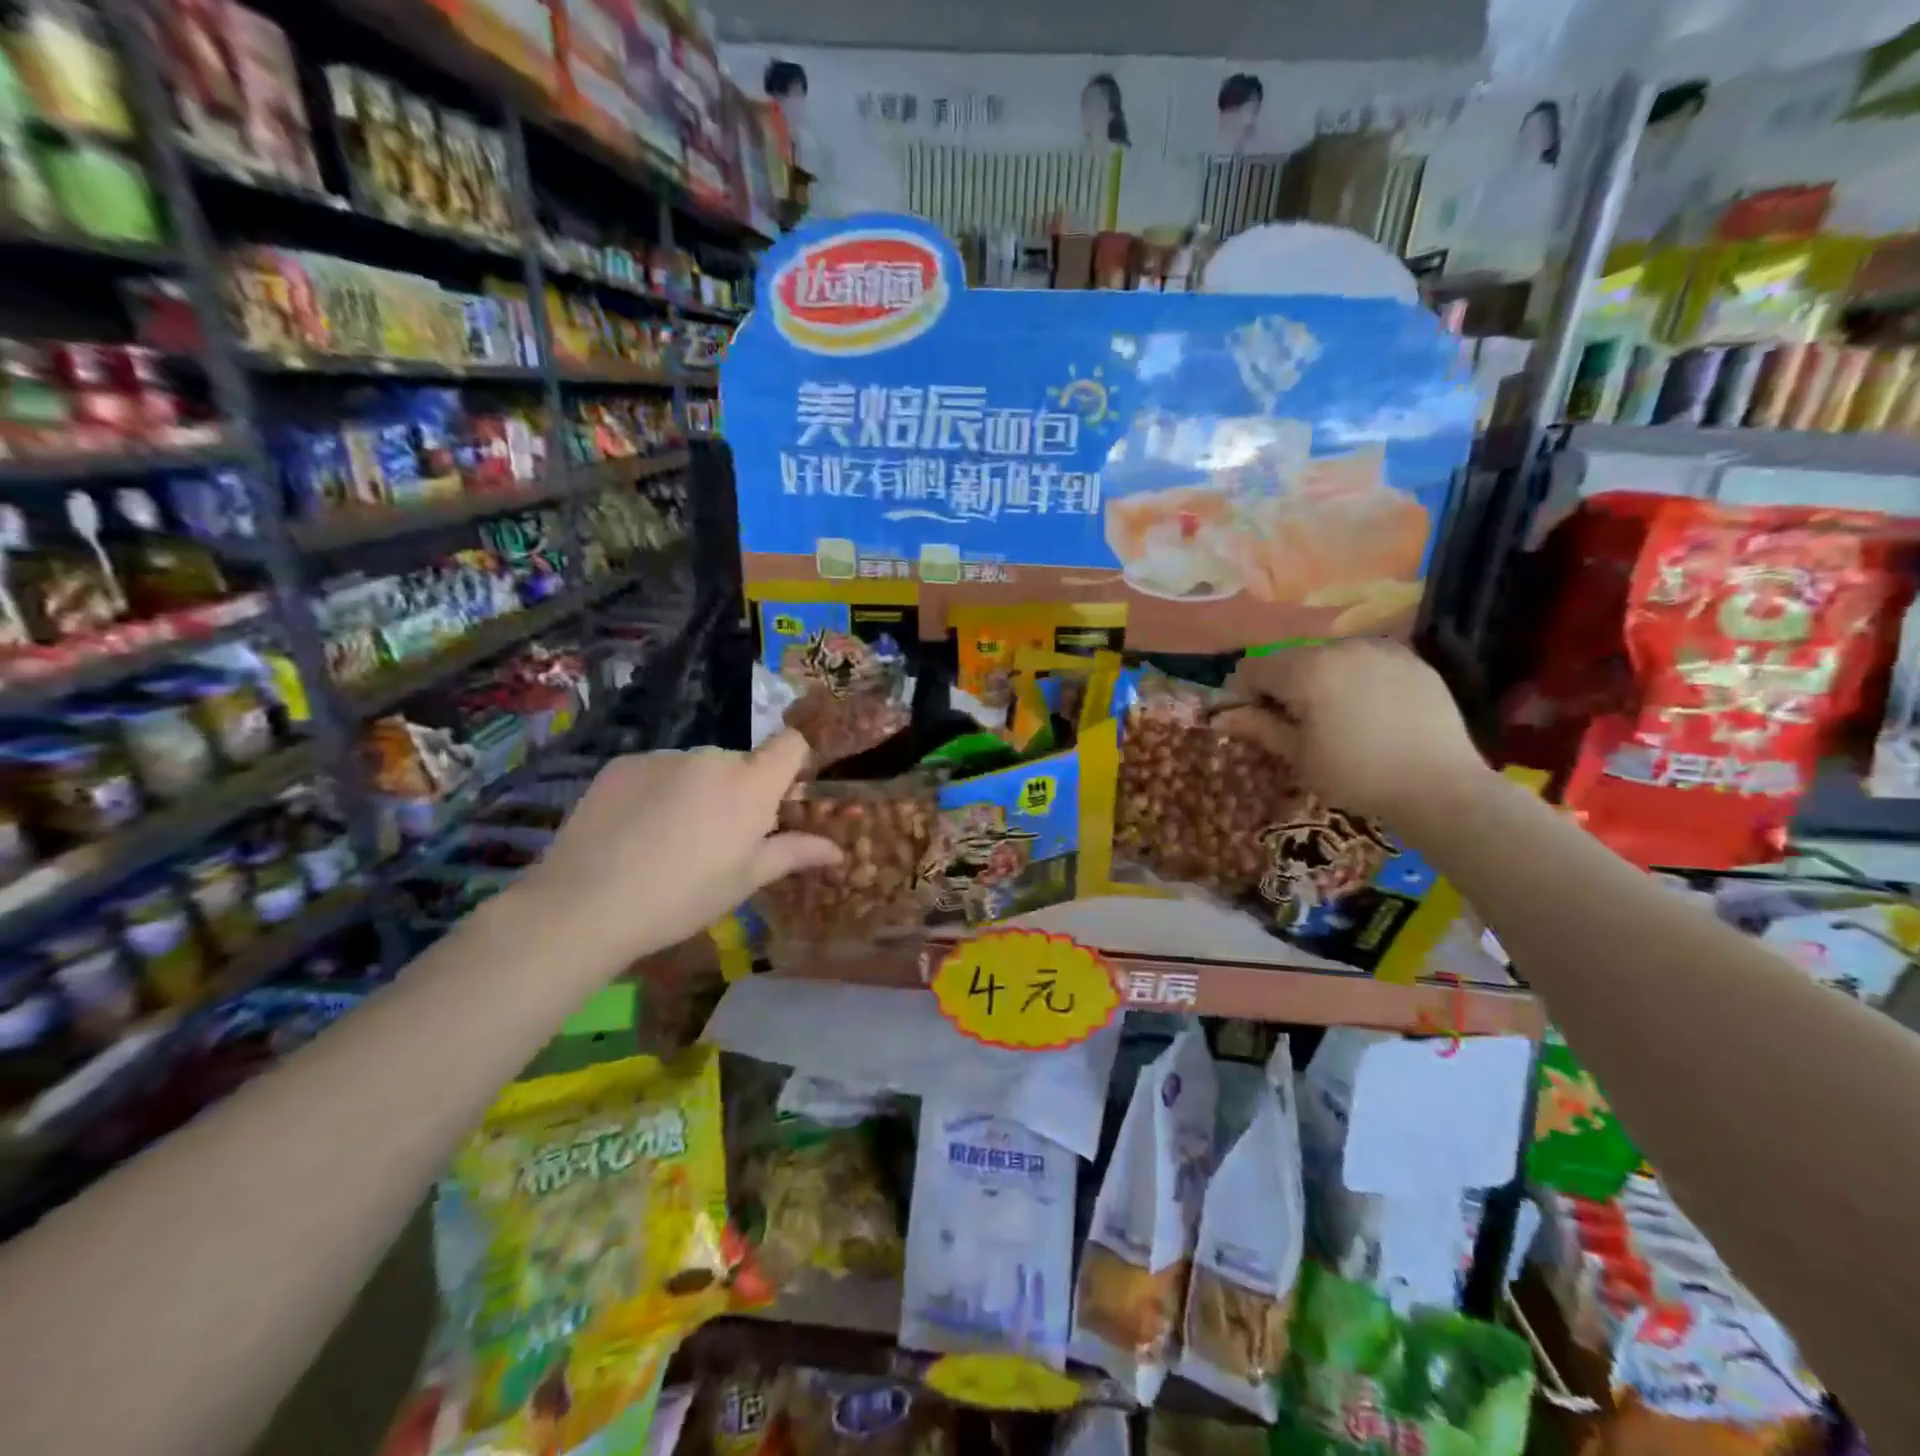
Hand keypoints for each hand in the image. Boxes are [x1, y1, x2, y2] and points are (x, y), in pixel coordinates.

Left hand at [517, 731, 839, 974]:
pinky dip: (658, 790)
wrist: (585, 904)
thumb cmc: (682, 898)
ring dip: (698, 790)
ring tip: (670, 838)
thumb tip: (837, 849)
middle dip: (740, 790)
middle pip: (741, 762)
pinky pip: (659, 770)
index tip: (781, 799)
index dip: (793, 764)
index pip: (791, 744)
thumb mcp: (745, 881)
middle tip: (720, 838)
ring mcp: (664, 756)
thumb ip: (793, 853)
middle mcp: (712, 757)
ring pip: (698, 767)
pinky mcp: (624, 763)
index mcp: (750, 785)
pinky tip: (636, 830)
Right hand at [1213, 639, 1489, 822]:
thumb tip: (1220, 716)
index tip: (1249, 720)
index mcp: (1306, 669)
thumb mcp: (1298, 755)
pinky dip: (1354, 678)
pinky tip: (1366, 710)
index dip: (1242, 693)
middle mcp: (1340, 647)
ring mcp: (1380, 650)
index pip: (1253, 667)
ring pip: (1329, 656)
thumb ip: (1257, 727)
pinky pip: (1366, 661)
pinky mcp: (1412, 660)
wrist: (1440, 787)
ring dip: (1318, 679)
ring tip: (1330, 716)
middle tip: (1290, 722)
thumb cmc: (1356, 775)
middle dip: (1282, 685)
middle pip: (1292, 658)